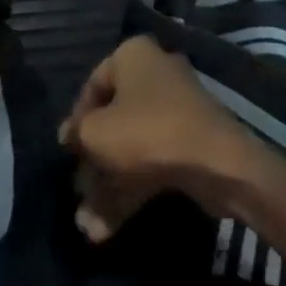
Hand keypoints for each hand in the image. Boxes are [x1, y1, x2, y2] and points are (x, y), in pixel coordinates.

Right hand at [57, 36, 260, 242]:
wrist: (216, 162)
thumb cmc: (146, 132)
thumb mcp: (96, 132)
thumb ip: (76, 133)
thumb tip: (70, 135)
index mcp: (133, 55)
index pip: (92, 85)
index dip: (76, 121)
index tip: (68, 153)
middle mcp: (155, 74)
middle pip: (113, 120)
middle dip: (92, 164)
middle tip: (78, 194)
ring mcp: (175, 110)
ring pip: (131, 147)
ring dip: (107, 187)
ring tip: (87, 228)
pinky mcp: (189, 142)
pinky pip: (151, 162)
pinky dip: (130, 190)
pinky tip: (106, 229)